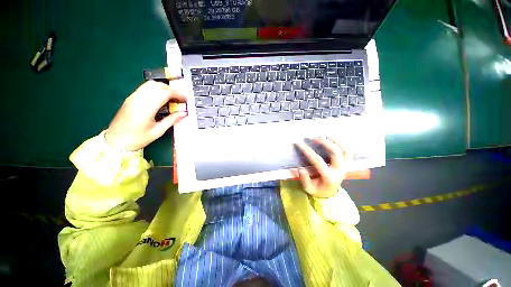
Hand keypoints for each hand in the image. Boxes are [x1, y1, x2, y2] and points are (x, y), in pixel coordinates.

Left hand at [105, 81, 186, 150]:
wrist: (115, 141)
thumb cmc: (137, 139)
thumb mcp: (157, 131)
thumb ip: (171, 120)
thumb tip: (183, 113)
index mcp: (146, 108)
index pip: (164, 93)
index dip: (177, 94)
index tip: (185, 100)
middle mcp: (138, 99)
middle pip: (158, 85)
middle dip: (171, 90)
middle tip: (179, 99)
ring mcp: (133, 97)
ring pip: (150, 84)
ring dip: (163, 88)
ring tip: (171, 98)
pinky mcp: (130, 98)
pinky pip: (144, 88)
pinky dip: (155, 90)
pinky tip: (160, 99)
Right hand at [291, 137, 347, 197]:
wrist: (330, 194)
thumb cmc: (318, 190)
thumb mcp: (308, 188)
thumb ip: (304, 179)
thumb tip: (301, 169)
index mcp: (329, 177)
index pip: (317, 160)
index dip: (307, 151)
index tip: (299, 143)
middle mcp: (339, 171)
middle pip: (335, 152)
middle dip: (324, 142)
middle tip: (313, 137)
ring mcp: (345, 167)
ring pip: (345, 150)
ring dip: (336, 140)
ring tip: (326, 134)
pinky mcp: (346, 165)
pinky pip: (347, 152)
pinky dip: (342, 144)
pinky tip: (333, 139)